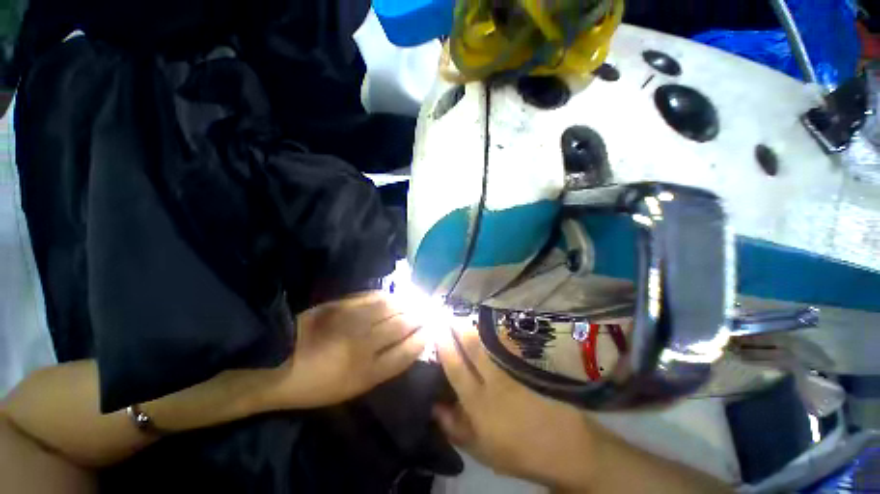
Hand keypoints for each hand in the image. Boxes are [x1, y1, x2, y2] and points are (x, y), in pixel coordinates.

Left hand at [266, 291, 426, 408]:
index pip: (407, 351)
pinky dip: (388, 296)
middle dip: (420, 317)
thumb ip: (384, 366)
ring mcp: (353, 321)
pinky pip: (374, 296)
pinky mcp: (342, 305)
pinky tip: (394, 297)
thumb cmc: (318, 384)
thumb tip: (409, 344)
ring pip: (391, 307)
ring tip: (416, 302)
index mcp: (367, 373)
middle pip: (403, 324)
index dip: (423, 338)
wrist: (278, 363)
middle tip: (429, 312)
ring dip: (408, 303)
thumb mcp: (353, 388)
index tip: (432, 330)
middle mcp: (364, 344)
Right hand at [433, 321, 602, 489]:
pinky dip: (495, 334)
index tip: (437, 328)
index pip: (455, 367)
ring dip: (475, 327)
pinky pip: (507, 345)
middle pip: (472, 347)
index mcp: (478, 403)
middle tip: (450, 314)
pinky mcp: (527, 366)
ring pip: (489, 342)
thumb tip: (433, 406)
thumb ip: (455, 427)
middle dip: (458, 327)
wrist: (565, 448)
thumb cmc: (518, 453)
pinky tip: (489, 327)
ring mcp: (512, 370)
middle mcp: (493, 381)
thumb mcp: (481, 450)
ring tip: (465, 317)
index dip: (444, 345)